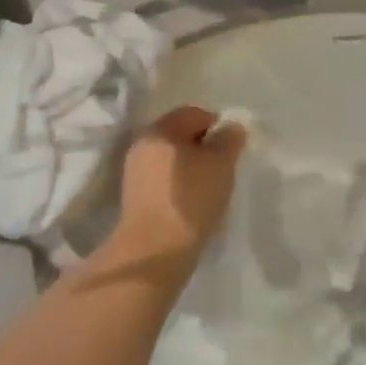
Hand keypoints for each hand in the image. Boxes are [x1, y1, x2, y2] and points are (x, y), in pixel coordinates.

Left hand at [114, 106, 247, 258]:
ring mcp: (134, 171)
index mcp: (160, 129)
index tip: (231, 150)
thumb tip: (231, 127)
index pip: (194, 113)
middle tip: (223, 169)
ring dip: (191, 167)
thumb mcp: (221, 165)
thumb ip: (229, 140)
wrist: (155, 251)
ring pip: (171, 158)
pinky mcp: (134, 196)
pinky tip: (191, 203)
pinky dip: (178, 184)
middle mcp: (142, 144)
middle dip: (203, 147)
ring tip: (209, 189)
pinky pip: (163, 178)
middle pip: (179, 134)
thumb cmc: (191, 200)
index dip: (218, 126)